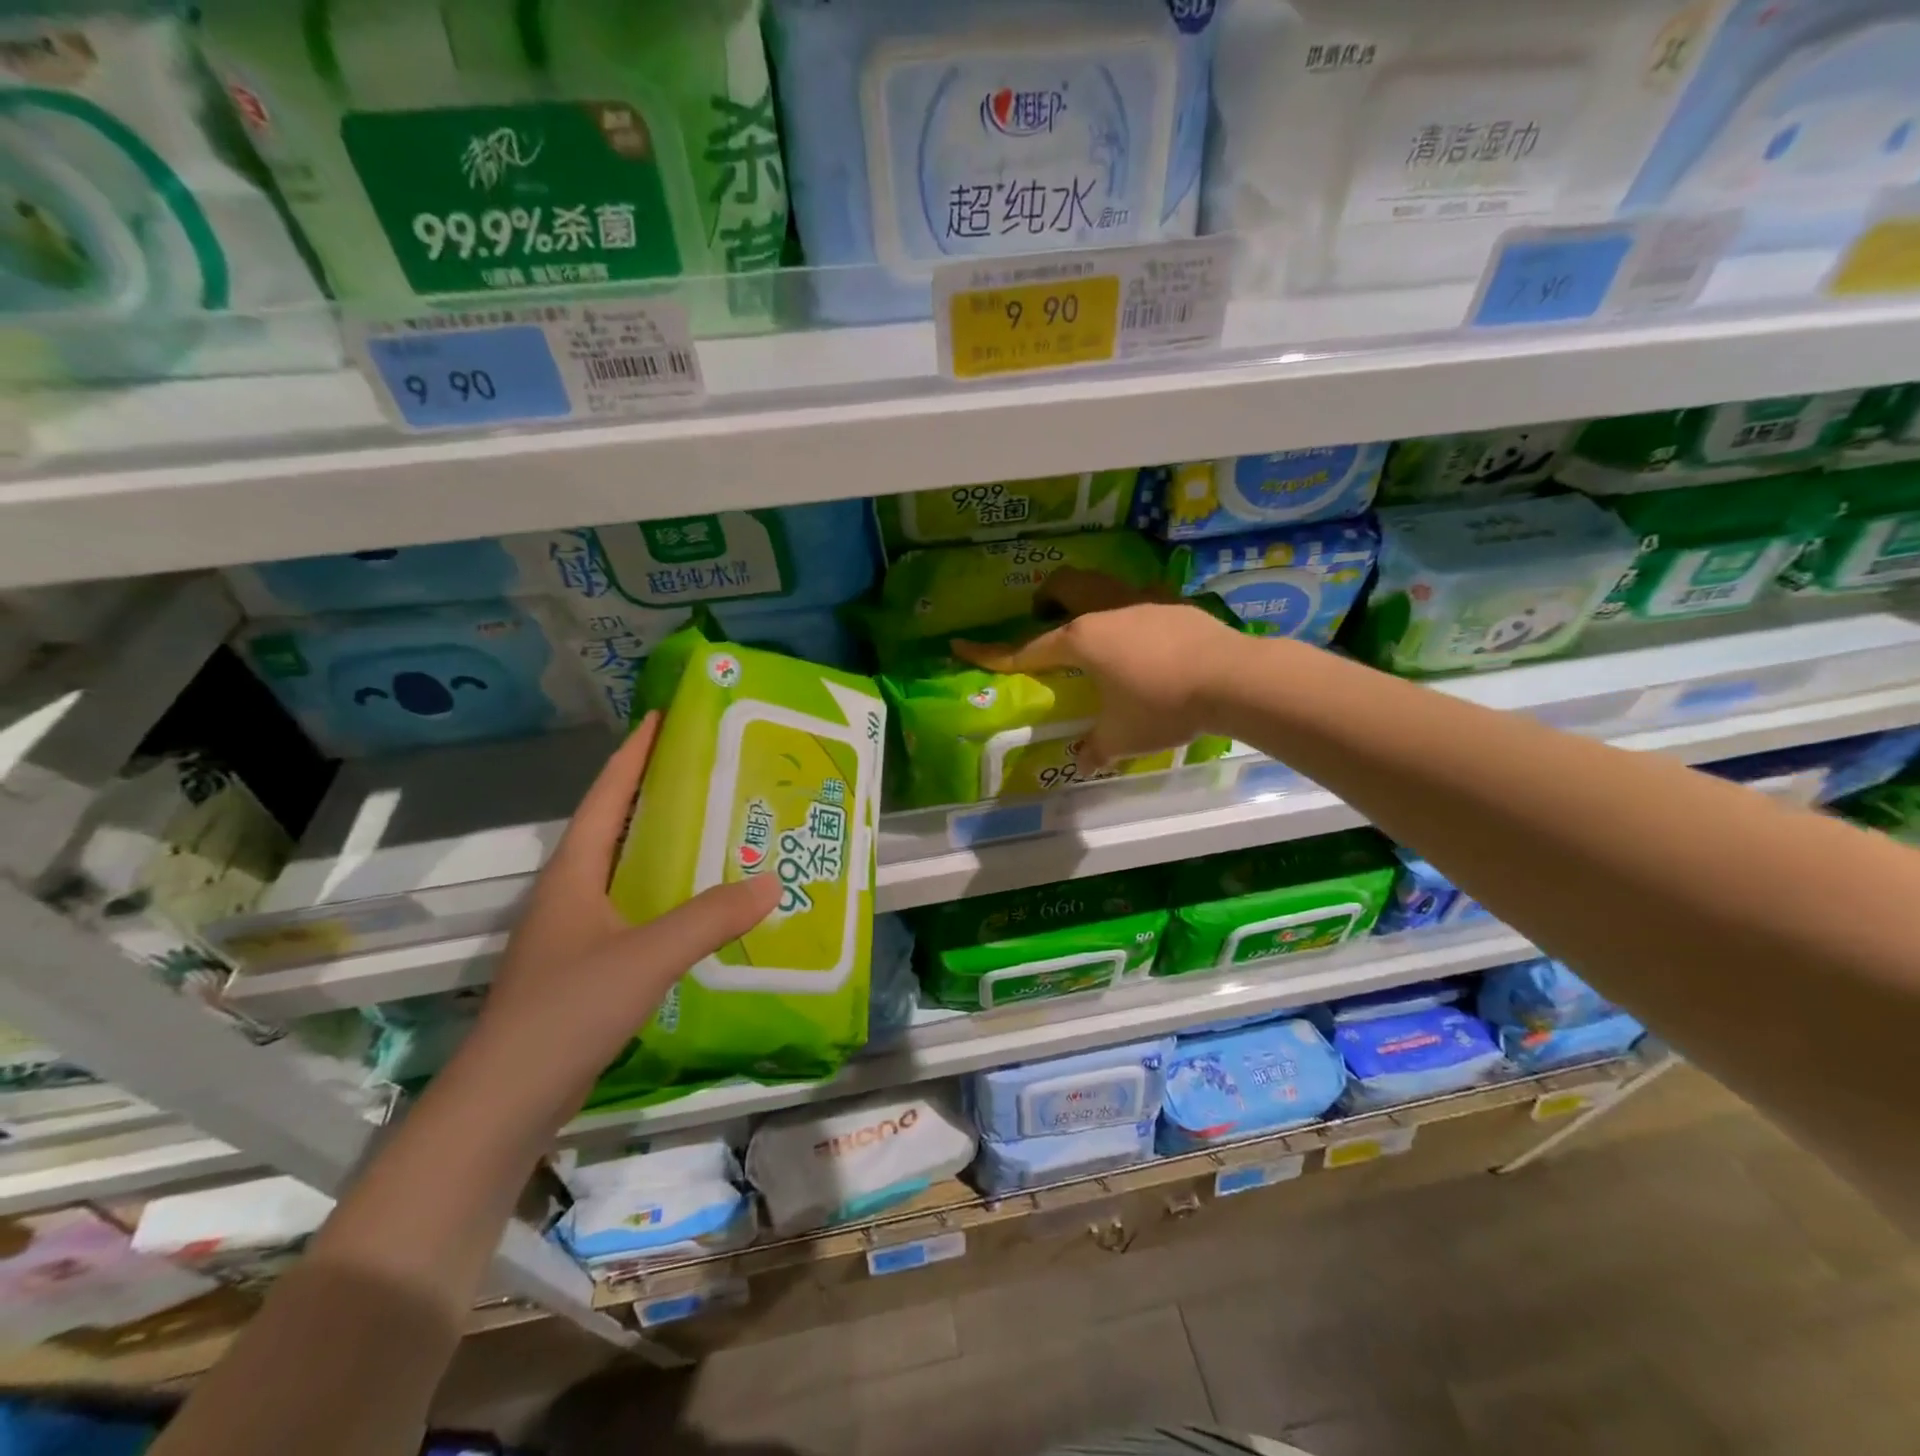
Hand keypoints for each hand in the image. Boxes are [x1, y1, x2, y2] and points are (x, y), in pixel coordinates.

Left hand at [465, 714, 778, 1121]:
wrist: (505, 1103)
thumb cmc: (567, 1011)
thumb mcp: (646, 957)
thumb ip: (709, 918)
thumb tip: (771, 882)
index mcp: (573, 873)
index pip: (606, 796)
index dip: (634, 755)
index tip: (663, 718)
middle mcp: (571, 893)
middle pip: (616, 827)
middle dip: (657, 794)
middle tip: (711, 772)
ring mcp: (575, 933)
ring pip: (626, 871)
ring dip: (664, 847)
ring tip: (717, 830)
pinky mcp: (586, 968)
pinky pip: (634, 912)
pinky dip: (667, 896)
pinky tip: (700, 907)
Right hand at [953, 569, 1246, 770]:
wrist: (1232, 678)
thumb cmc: (1162, 706)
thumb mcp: (1122, 737)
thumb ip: (1095, 749)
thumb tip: (1081, 761)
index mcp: (1080, 639)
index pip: (1025, 648)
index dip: (991, 653)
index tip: (961, 646)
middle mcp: (1105, 610)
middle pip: (1063, 588)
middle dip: (1045, 599)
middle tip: (1044, 621)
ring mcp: (1142, 600)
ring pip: (1101, 584)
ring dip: (1086, 597)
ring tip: (1093, 626)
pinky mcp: (1174, 603)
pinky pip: (1138, 597)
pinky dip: (1126, 610)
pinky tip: (1142, 636)